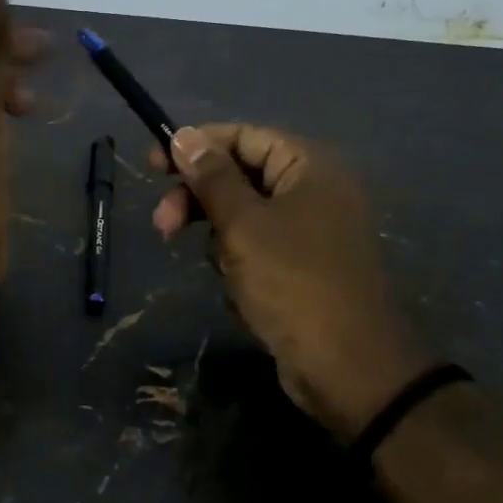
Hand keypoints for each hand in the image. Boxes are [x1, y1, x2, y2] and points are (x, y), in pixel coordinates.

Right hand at [151, 125, 429, 440]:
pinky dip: (241, 267)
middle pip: (241, 177)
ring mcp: (311, 232)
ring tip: (223, 272)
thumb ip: (211, 177)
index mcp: (309, 166)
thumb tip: (184, 135)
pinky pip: (258, 252)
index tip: (154, 164)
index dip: (197, 146)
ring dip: (221, 241)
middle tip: (162, 226)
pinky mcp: (303, 269)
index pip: (243, 137)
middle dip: (200, 201)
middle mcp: (314, 191)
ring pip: (245, 219)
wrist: (348, 367)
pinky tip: (241, 294)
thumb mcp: (243, 224)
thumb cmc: (292, 283)